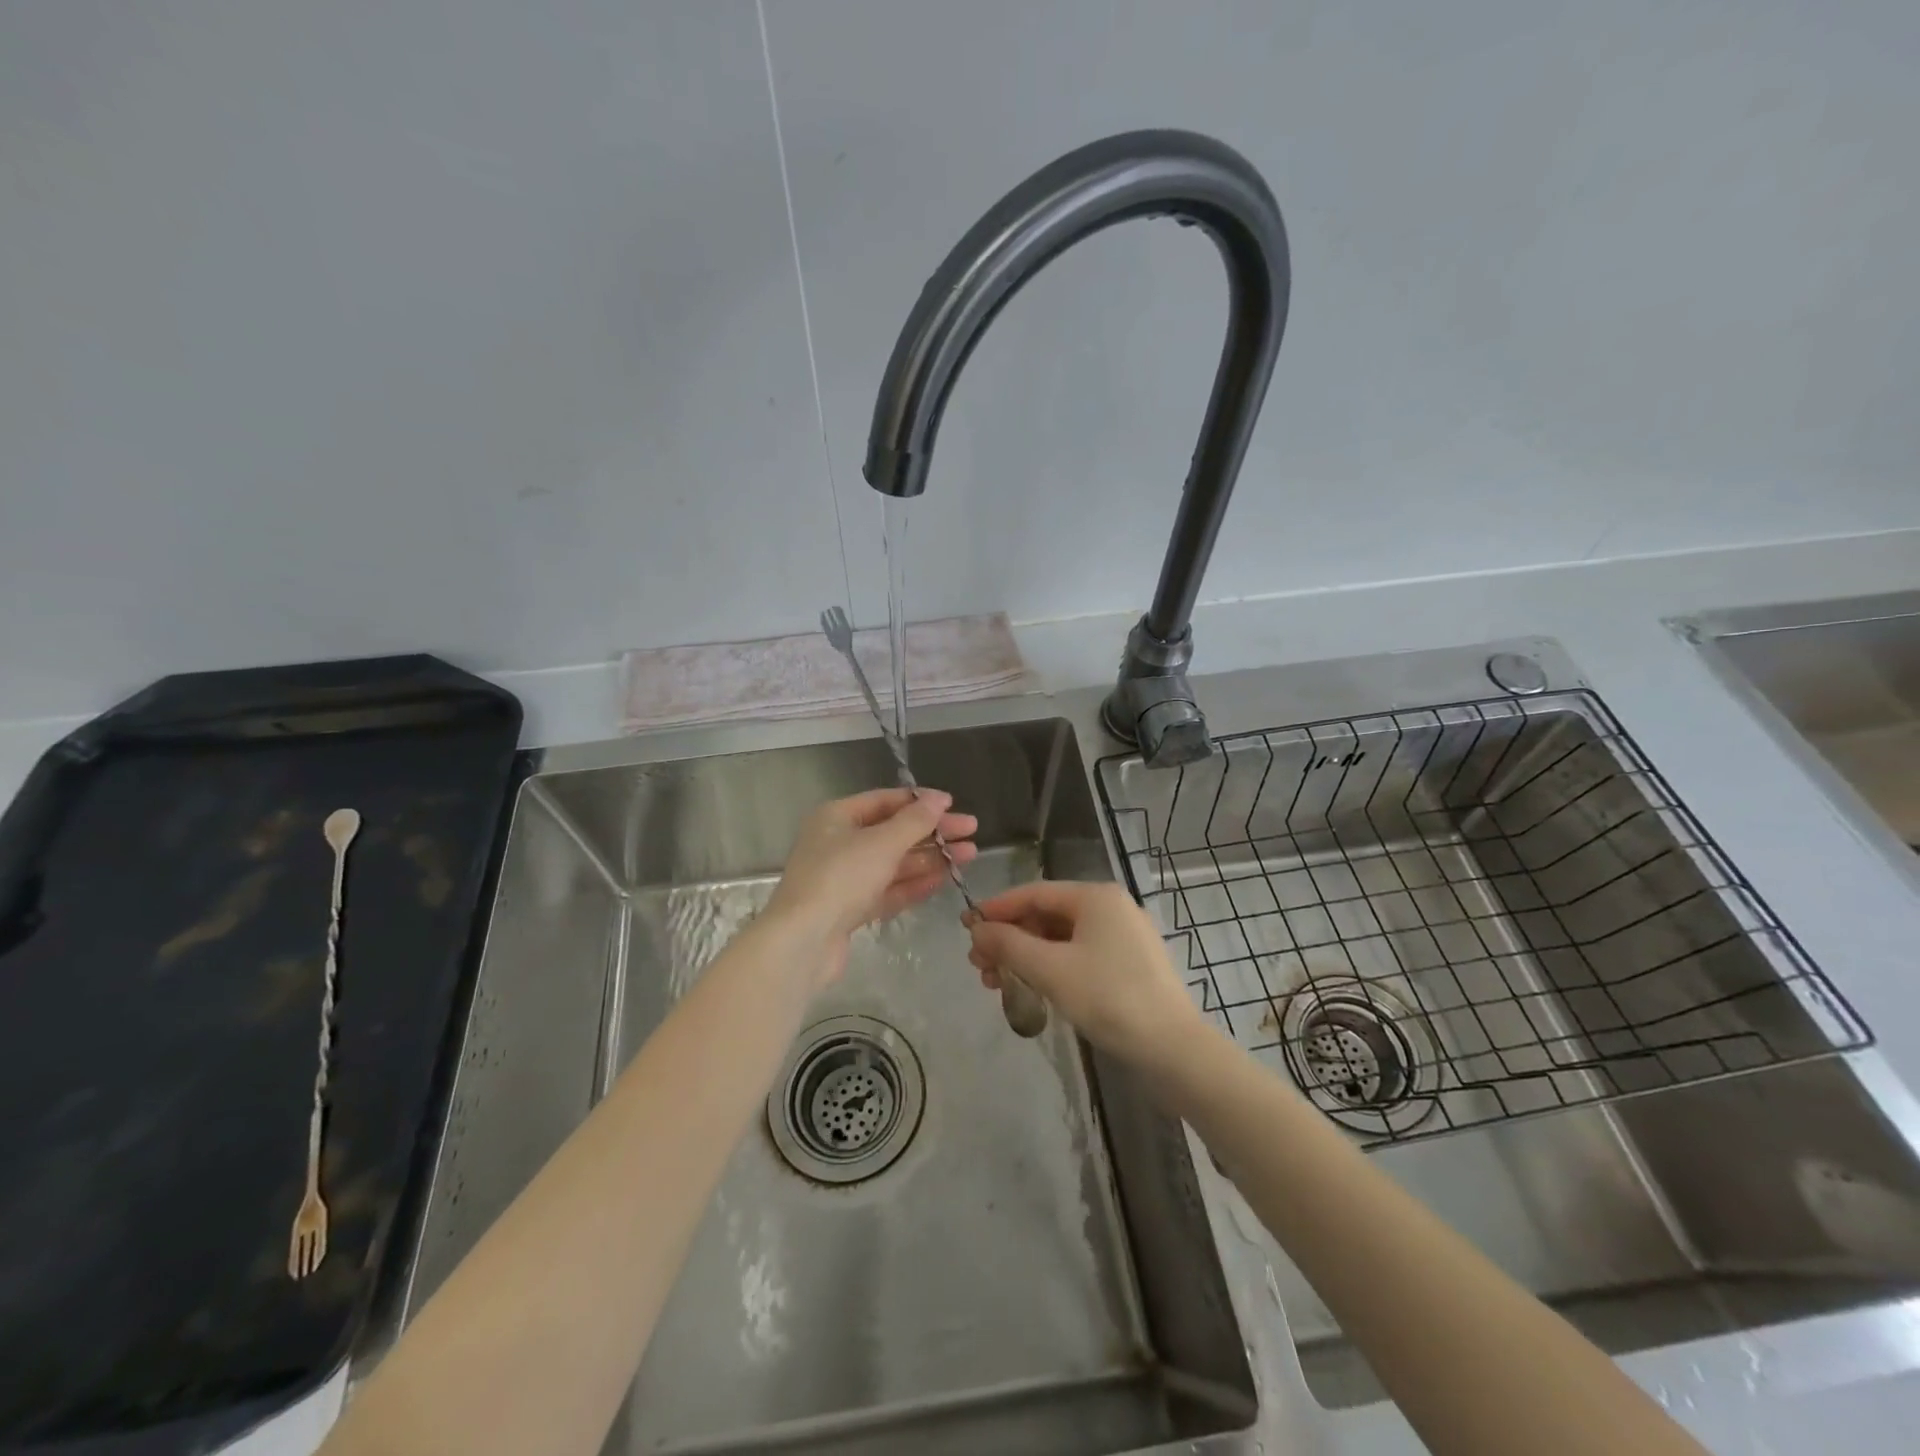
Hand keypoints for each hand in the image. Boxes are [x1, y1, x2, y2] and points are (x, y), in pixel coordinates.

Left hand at [765, 787, 977, 985]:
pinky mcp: (851, 909)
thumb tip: (939, 799)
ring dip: (931, 858)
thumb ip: (915, 821)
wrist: (803, 941)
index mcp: (837, 817)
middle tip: (972, 832)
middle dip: (933, 832)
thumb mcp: (882, 843)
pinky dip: (915, 883)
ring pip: (894, 862)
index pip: (885, 801)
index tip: (954, 805)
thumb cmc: (840, 878)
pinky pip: (889, 889)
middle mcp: (839, 843)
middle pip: (893, 832)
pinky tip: (945, 878)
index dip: (921, 801)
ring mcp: (845, 878)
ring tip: (969, 855)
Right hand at [966, 880, 1202, 1068]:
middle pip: (1046, 916)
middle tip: (978, 965)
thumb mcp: (1050, 970)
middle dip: (1009, 939)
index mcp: (1096, 897)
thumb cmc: (1108, 998)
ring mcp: (1123, 938)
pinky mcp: (1129, 966)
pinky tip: (1031, 989)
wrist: (1174, 1049)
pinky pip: (1079, 956)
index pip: (1034, 893)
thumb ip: (1009, 945)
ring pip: (1061, 939)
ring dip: (1026, 957)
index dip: (997, 909)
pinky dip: (1050, 968)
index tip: (965, 926)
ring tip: (996, 983)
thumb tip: (977, 929)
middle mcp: (1111, 908)